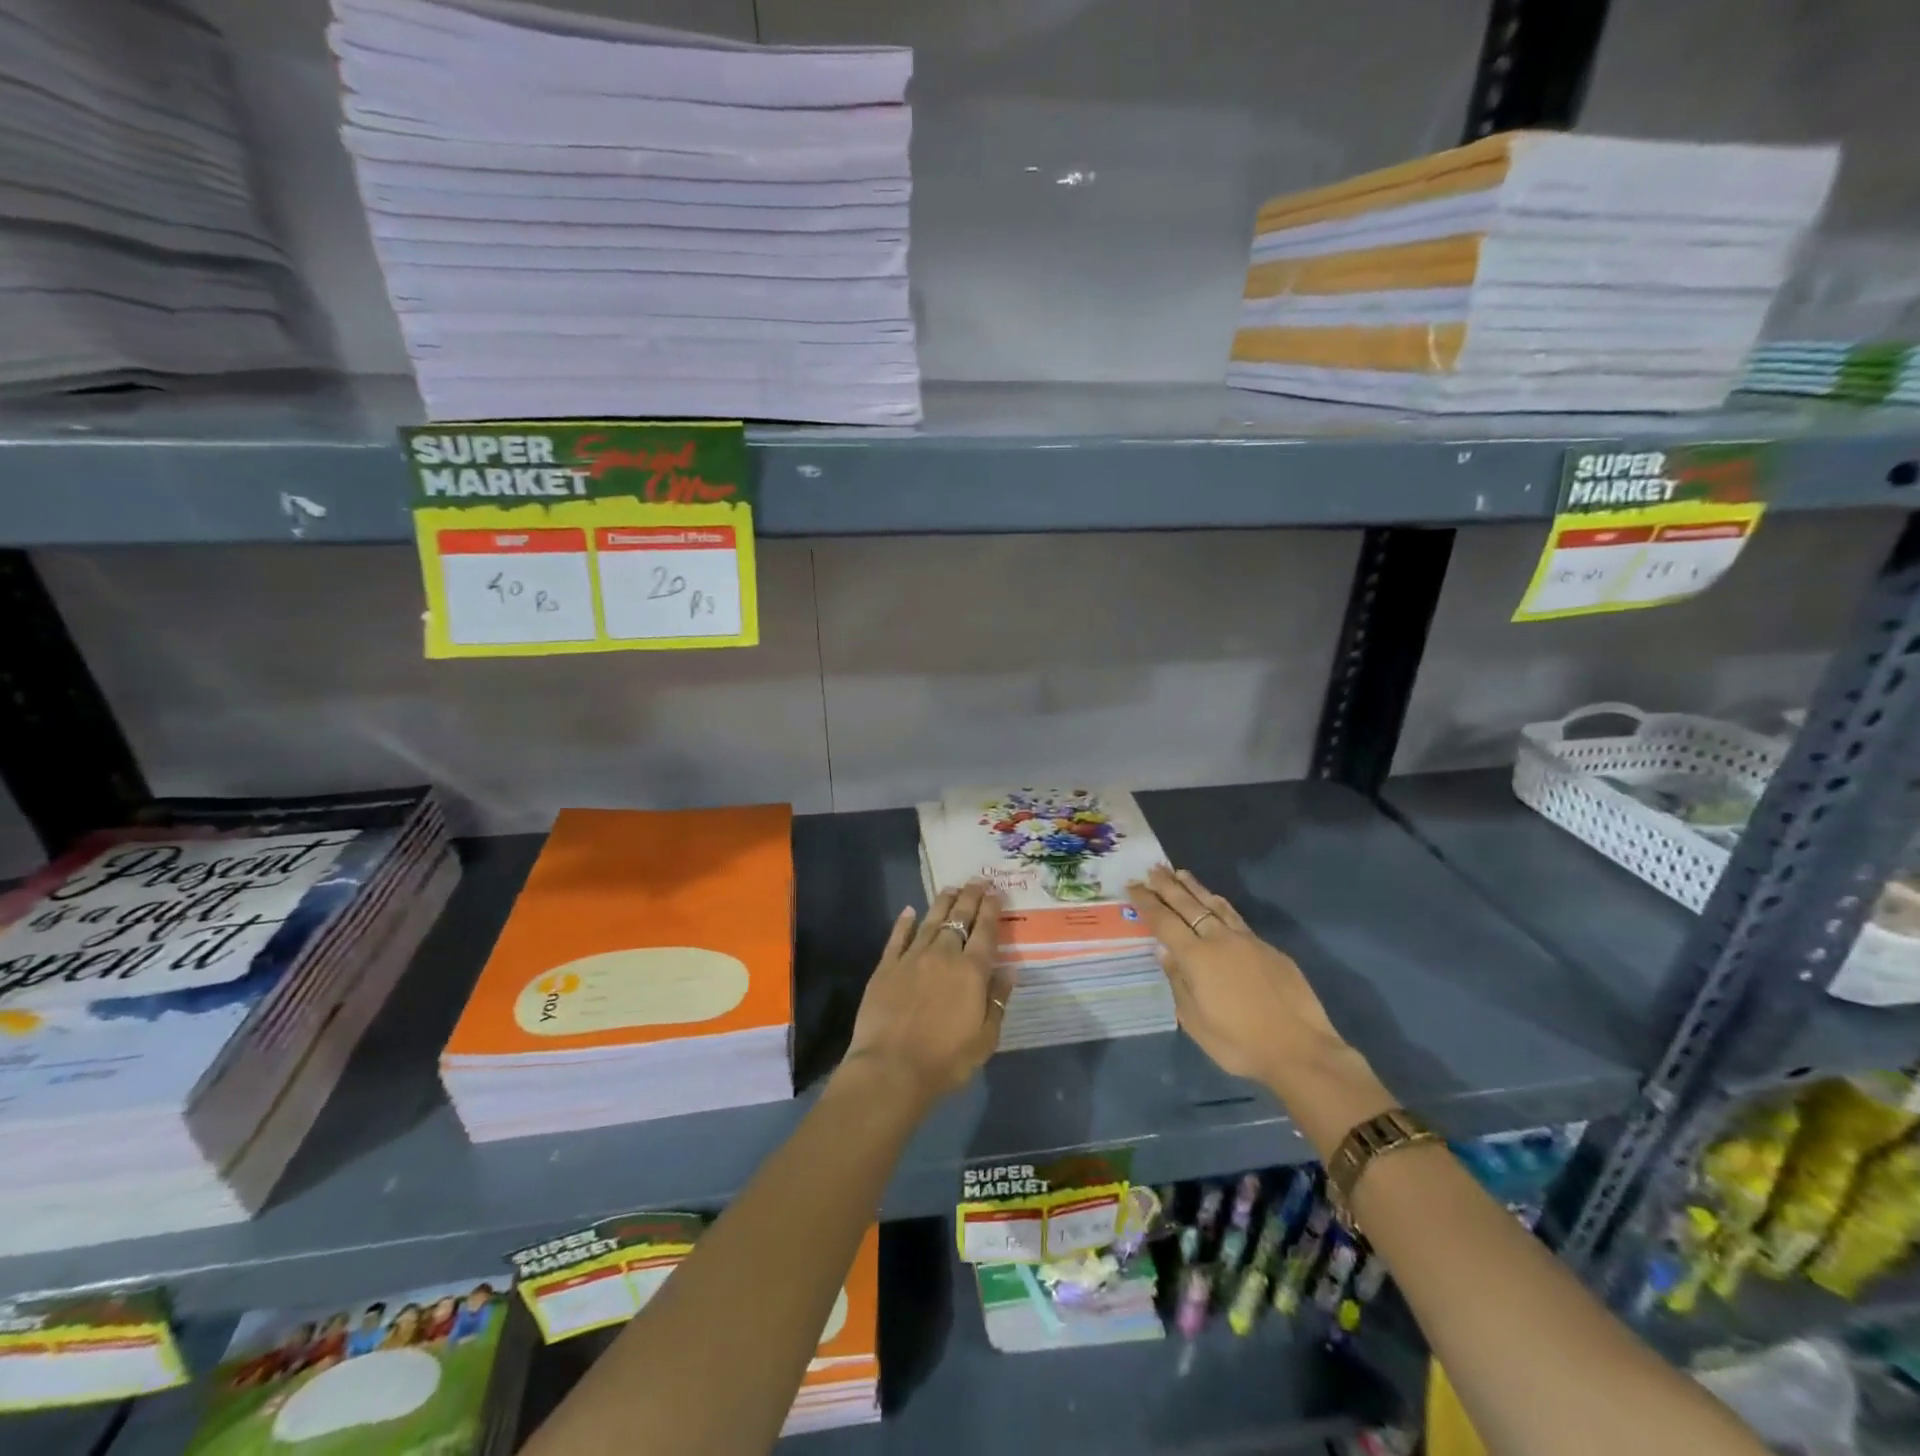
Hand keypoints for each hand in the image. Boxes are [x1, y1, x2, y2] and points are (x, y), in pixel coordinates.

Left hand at [842, 880, 1012, 1107]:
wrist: (891, 1069)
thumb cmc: (946, 1060)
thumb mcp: (986, 1038)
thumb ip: (998, 1001)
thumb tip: (1009, 971)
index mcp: (971, 971)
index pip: (985, 931)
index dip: (992, 909)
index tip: (997, 892)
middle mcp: (943, 955)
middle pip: (959, 918)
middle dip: (970, 896)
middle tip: (977, 880)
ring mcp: (911, 958)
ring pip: (930, 921)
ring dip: (942, 902)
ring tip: (951, 888)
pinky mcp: (886, 967)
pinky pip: (897, 937)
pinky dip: (904, 922)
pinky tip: (909, 911)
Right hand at [1126, 865, 1347, 1083]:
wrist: (1300, 1051)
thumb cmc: (1239, 1044)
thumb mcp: (1195, 1021)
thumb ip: (1178, 982)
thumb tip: (1165, 952)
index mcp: (1197, 957)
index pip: (1164, 921)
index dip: (1147, 902)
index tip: (1133, 885)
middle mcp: (1220, 940)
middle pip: (1188, 905)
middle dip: (1168, 886)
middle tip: (1153, 868)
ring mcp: (1247, 941)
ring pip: (1215, 905)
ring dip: (1195, 888)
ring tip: (1181, 873)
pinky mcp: (1269, 949)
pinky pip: (1236, 918)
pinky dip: (1220, 905)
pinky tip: (1217, 901)